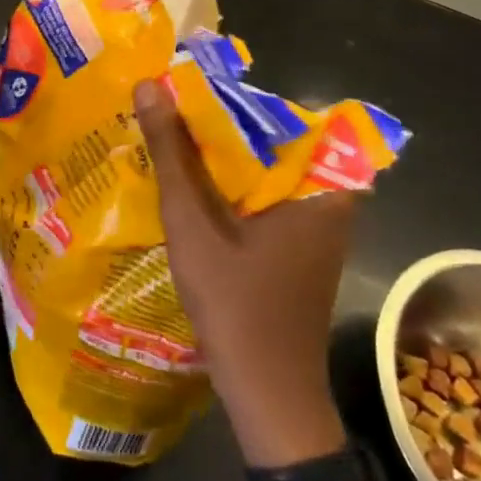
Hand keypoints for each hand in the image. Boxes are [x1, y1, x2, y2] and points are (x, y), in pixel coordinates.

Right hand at [135, 79, 352, 464]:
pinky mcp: (303, 245)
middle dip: (222, 125)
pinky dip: (234, 185)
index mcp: (320, 183)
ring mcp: (319, 224)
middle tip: (173, 108)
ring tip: (176, 135)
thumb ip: (173, 152)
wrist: (269, 396)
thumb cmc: (236, 304)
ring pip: (267, 169)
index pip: (279, 113)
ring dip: (224, 155)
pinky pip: (267, 195)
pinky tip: (194, 184)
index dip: (231, 97)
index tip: (189, 87)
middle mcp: (330, 197)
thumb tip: (150, 85)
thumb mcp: (193, 221)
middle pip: (272, 139)